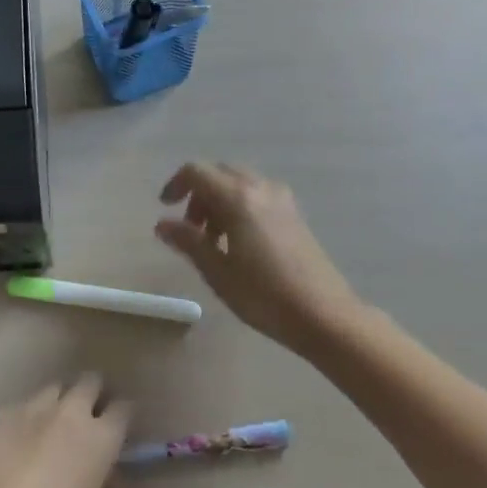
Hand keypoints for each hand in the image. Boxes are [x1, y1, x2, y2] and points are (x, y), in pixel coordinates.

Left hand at [0, 375, 129, 487]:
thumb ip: (101, 483)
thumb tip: (107, 471)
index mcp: (101, 438)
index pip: (124, 408)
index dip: (123, 415)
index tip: (119, 425)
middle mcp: (73, 410)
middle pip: (92, 380)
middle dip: (93, 393)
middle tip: (88, 415)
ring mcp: (38, 403)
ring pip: (57, 386)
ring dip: (60, 400)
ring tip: (52, 423)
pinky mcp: (8, 408)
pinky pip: (25, 403)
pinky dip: (29, 415)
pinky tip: (18, 438)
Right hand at [155, 162, 361, 354]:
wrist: (325, 315)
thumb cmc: (265, 296)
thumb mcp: (218, 272)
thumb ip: (188, 241)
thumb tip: (162, 223)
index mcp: (237, 197)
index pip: (197, 172)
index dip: (176, 184)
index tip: (165, 207)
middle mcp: (259, 187)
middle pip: (219, 173)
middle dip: (199, 194)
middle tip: (192, 229)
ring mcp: (281, 198)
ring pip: (239, 183)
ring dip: (219, 200)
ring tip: (215, 240)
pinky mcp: (294, 213)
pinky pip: (257, 194)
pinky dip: (240, 205)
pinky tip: (241, 241)